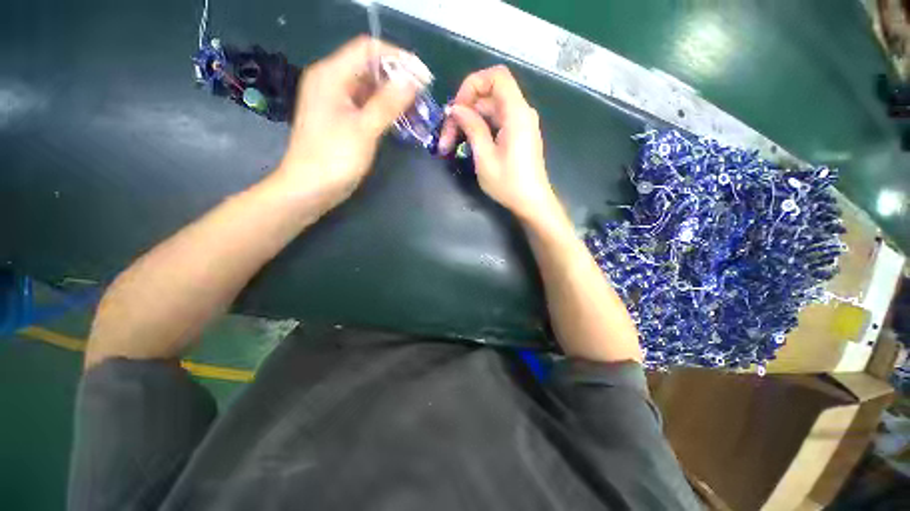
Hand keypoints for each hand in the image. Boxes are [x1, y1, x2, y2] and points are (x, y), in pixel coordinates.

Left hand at [274, 36, 418, 208]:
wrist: (311, 188)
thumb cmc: (334, 158)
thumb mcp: (364, 129)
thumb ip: (388, 103)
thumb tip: (413, 80)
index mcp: (331, 75)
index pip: (367, 49)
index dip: (397, 57)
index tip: (422, 75)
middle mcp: (332, 82)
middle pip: (369, 68)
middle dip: (398, 79)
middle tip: (423, 95)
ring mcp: (337, 102)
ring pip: (370, 89)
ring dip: (393, 96)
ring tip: (417, 109)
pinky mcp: (342, 119)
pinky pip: (366, 106)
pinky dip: (384, 110)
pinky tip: (402, 120)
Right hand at [438, 65, 557, 221]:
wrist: (532, 203)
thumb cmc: (509, 184)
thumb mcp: (485, 157)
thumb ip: (472, 128)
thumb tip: (455, 109)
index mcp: (516, 113)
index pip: (496, 76)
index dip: (472, 85)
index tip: (456, 108)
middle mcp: (521, 112)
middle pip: (489, 96)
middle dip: (464, 110)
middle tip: (446, 137)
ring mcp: (520, 124)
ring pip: (490, 110)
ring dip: (469, 122)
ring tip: (451, 144)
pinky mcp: (518, 135)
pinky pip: (496, 122)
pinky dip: (480, 128)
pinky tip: (467, 145)